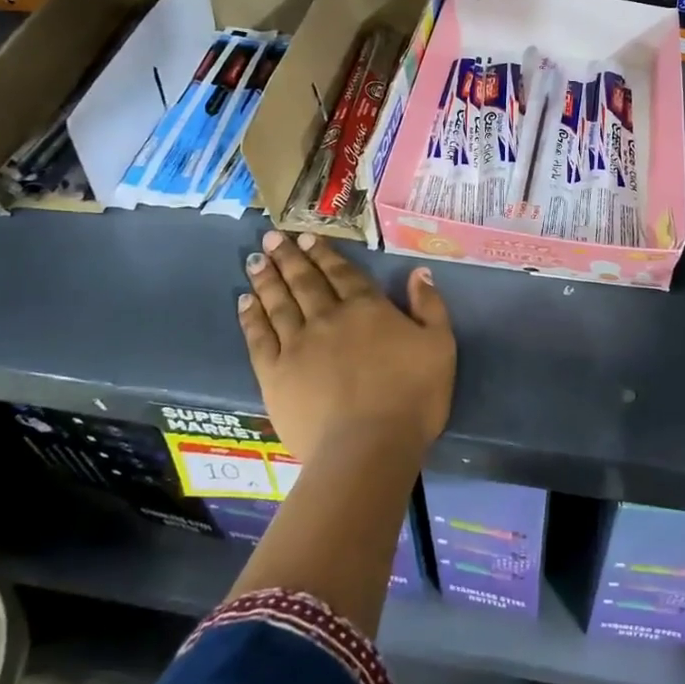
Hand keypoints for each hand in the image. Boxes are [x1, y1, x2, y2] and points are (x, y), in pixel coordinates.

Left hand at [238, 230, 455, 463]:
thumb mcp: (440, 345)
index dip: (324, 253)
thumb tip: (418, 272)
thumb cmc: (413, 396)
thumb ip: (430, 306)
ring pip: (279, 303)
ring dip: (267, 279)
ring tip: (254, 259)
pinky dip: (251, 317)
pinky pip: (259, 337)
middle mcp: (328, 317)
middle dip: (289, 257)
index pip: (342, 273)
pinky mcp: (275, 374)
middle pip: (305, 281)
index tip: (306, 236)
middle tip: (272, 237)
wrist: (369, 447)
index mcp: (367, 308)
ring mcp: (297, 344)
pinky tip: (244, 302)